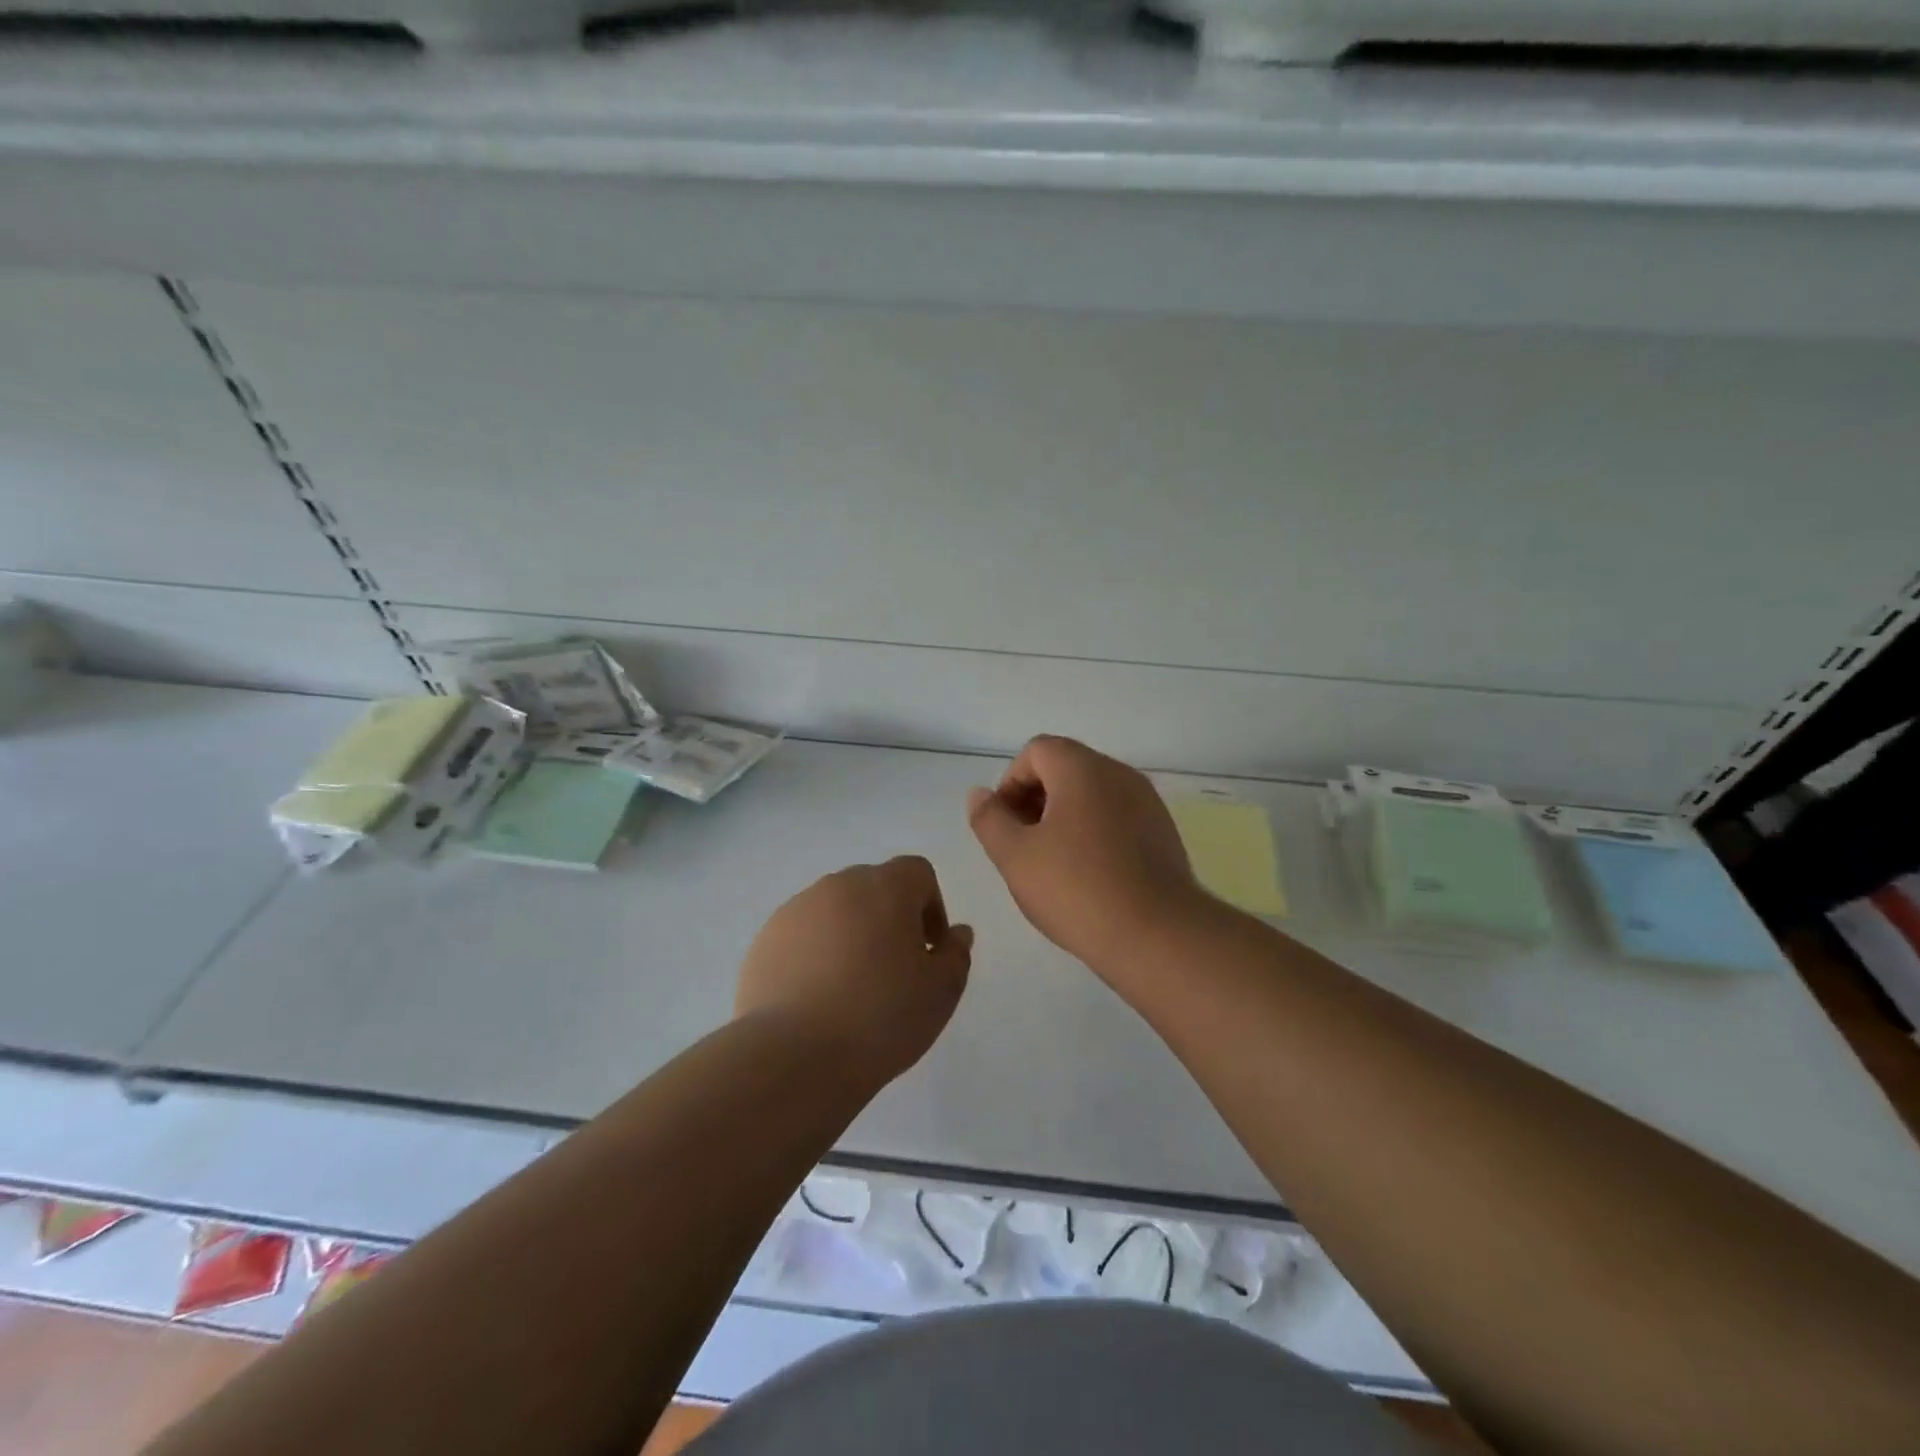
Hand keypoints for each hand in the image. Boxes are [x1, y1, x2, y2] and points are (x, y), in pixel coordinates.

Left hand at [735, 856, 972, 1085]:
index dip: (932, 906)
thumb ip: (956, 955)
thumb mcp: (941, 992)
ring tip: (852, 988)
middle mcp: (838, 885)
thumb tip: (957, 933)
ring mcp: (796, 910)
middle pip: (874, 887)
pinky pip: (803, 935)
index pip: (917, 872)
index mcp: (885, 887)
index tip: (929, 950)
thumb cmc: (881, 1017)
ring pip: (836, 910)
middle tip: (895, 970)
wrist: (793, 1056)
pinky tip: (817, 999)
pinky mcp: (765, 940)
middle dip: (890, 918)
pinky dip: (816, 954)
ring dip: (851, 934)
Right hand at [967, 735, 1206, 972]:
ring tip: (1052, 863)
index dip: (1011, 782)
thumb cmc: (1077, 890)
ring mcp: (1147, 802)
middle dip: (1035, 798)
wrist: (1157, 935)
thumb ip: (989, 819)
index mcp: (1083, 769)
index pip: (1037, 750)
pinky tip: (1088, 875)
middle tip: (1023, 845)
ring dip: (1064, 816)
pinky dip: (1094, 831)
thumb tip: (979, 794)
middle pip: (1066, 767)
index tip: (1005, 824)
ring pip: (1092, 793)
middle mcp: (1119, 774)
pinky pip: (1117, 816)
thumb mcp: (1015, 857)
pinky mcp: (1163, 832)